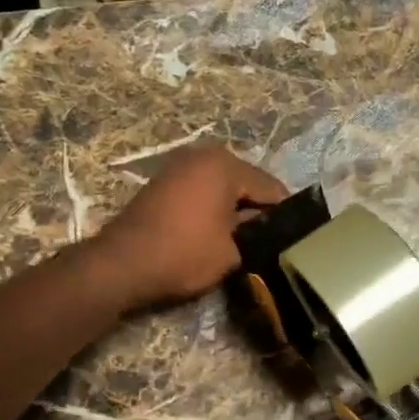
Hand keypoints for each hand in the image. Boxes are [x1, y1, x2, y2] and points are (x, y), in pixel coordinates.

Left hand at [93, 144, 286, 308]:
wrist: (123, 264)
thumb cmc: (184, 253)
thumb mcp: (233, 249)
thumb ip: (256, 232)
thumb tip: (266, 227)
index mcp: (225, 165)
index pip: (271, 188)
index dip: (286, 214)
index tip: (296, 237)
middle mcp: (203, 155)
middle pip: (246, 183)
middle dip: (258, 209)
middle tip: (270, 240)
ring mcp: (179, 166)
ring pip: (222, 187)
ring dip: (234, 209)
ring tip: (245, 239)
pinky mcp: (163, 182)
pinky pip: (201, 191)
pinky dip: (212, 207)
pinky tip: (218, 231)